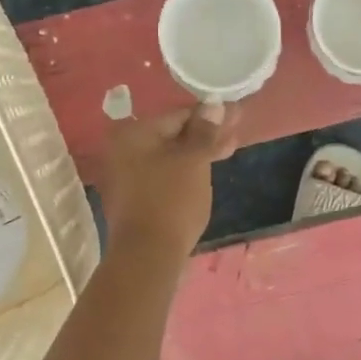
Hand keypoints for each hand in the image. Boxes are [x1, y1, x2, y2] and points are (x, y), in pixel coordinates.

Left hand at [99, 102, 242, 259]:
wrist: (148, 255)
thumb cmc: (172, 200)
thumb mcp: (194, 161)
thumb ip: (204, 131)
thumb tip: (214, 104)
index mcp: (134, 133)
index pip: (178, 115)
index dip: (210, 115)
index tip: (236, 114)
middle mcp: (123, 149)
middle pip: (173, 135)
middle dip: (206, 133)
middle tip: (237, 131)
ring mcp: (127, 175)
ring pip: (170, 155)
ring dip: (199, 152)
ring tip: (229, 149)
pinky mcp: (136, 197)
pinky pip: (165, 173)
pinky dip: (186, 170)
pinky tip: (206, 170)